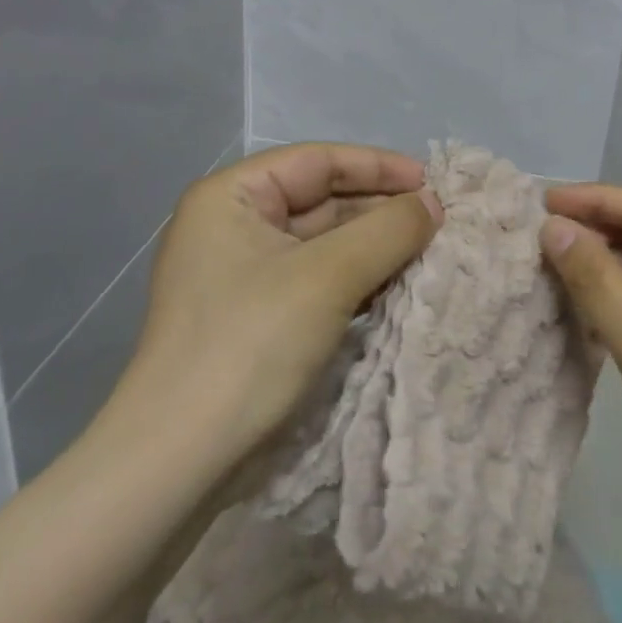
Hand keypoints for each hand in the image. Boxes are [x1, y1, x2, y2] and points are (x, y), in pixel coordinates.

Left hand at [106, 143, 441, 490]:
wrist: (180, 460)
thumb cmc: (251, 343)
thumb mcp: (328, 276)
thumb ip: (388, 230)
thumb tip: (433, 203)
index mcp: (232, 197)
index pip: (318, 162)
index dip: (379, 167)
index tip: (433, 182)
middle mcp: (234, 226)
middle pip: (322, 201)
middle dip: (381, 210)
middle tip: (441, 222)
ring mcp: (244, 275)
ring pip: (324, 244)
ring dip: (375, 247)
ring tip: (430, 252)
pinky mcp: (257, 317)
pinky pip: (317, 281)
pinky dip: (357, 281)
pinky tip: (397, 288)